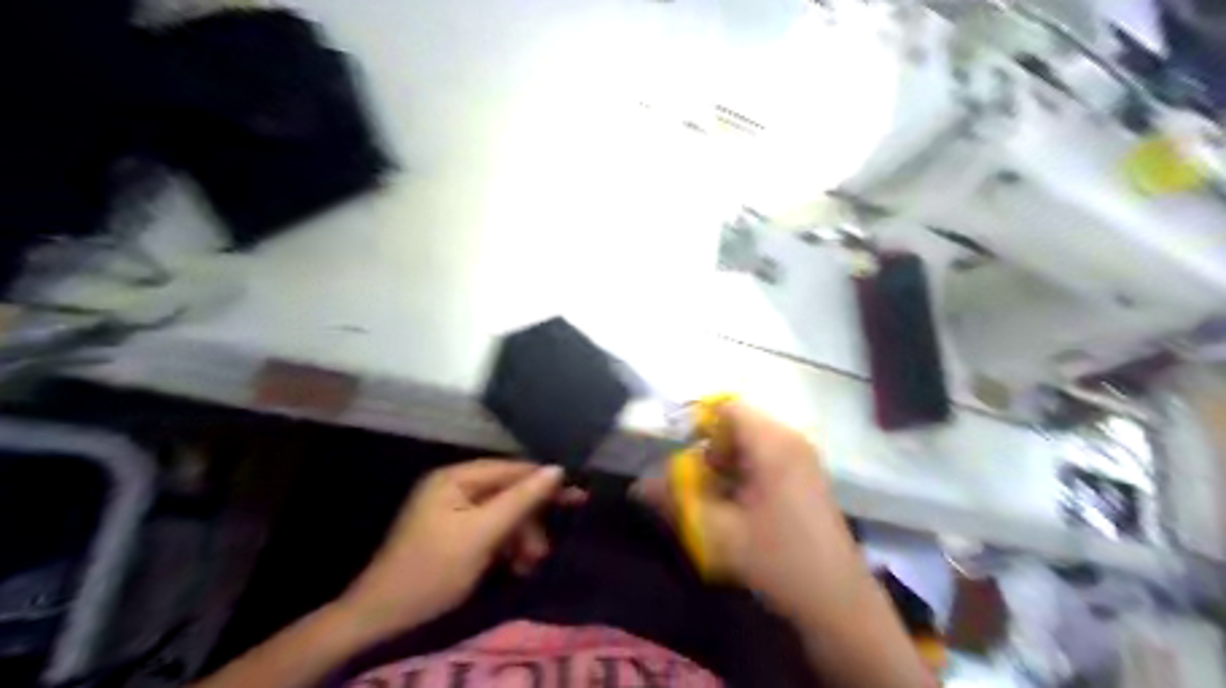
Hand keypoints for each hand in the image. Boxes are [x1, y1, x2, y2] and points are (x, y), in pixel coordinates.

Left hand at [336, 460, 580, 637]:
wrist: (383, 617)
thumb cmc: (433, 569)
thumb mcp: (482, 533)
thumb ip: (521, 499)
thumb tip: (557, 469)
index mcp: (455, 478)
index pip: (510, 469)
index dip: (543, 481)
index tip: (576, 495)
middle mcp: (454, 487)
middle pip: (507, 493)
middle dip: (529, 521)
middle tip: (544, 549)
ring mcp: (453, 511)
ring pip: (502, 515)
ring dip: (520, 538)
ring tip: (529, 564)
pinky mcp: (455, 534)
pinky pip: (490, 531)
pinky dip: (506, 547)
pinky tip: (515, 566)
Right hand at [643, 404, 860, 622]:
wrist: (837, 602)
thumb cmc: (777, 561)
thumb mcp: (716, 534)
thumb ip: (674, 502)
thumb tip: (638, 486)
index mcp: (772, 444)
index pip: (726, 408)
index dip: (695, 423)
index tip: (675, 452)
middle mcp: (790, 440)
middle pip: (736, 425)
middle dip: (709, 450)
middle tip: (695, 484)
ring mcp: (802, 457)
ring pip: (749, 442)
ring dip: (724, 464)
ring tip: (714, 500)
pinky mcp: (806, 476)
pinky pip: (765, 458)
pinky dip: (743, 473)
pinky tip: (737, 507)